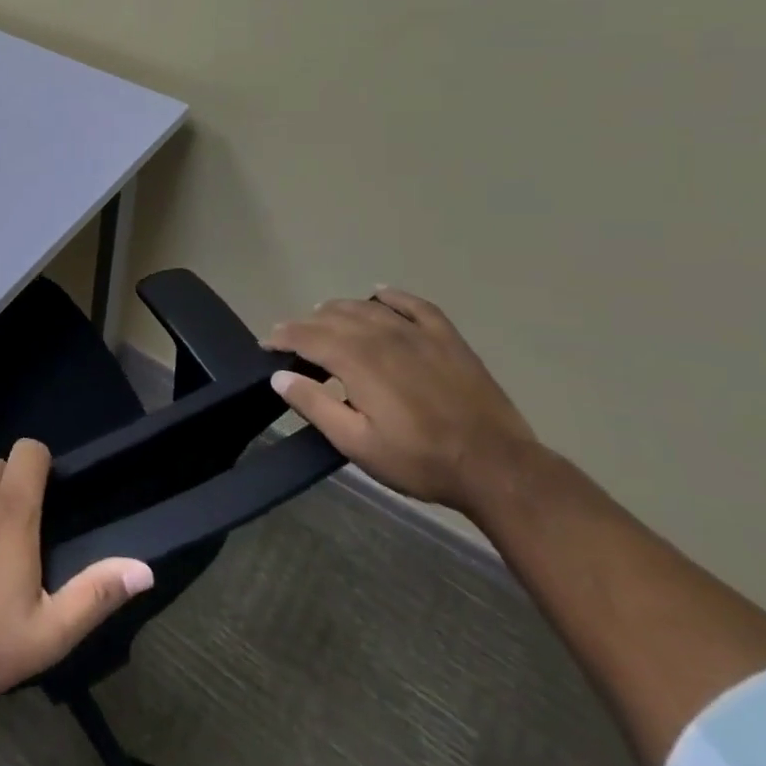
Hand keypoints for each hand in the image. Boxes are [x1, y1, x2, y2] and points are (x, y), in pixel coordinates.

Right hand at [267, 288, 538, 514]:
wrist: (498, 468)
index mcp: (356, 359)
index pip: (306, 335)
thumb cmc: (420, 460)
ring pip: (365, 308)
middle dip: (305, 325)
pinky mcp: (447, 339)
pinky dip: (391, 297)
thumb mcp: (356, 443)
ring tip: (324, 320)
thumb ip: (314, 405)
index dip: (281, 337)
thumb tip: (278, 376)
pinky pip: (414, 305)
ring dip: (337, 310)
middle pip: (331, 317)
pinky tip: (379, 297)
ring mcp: (418, 334)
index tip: (267, 345)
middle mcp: (382, 335)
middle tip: (292, 340)